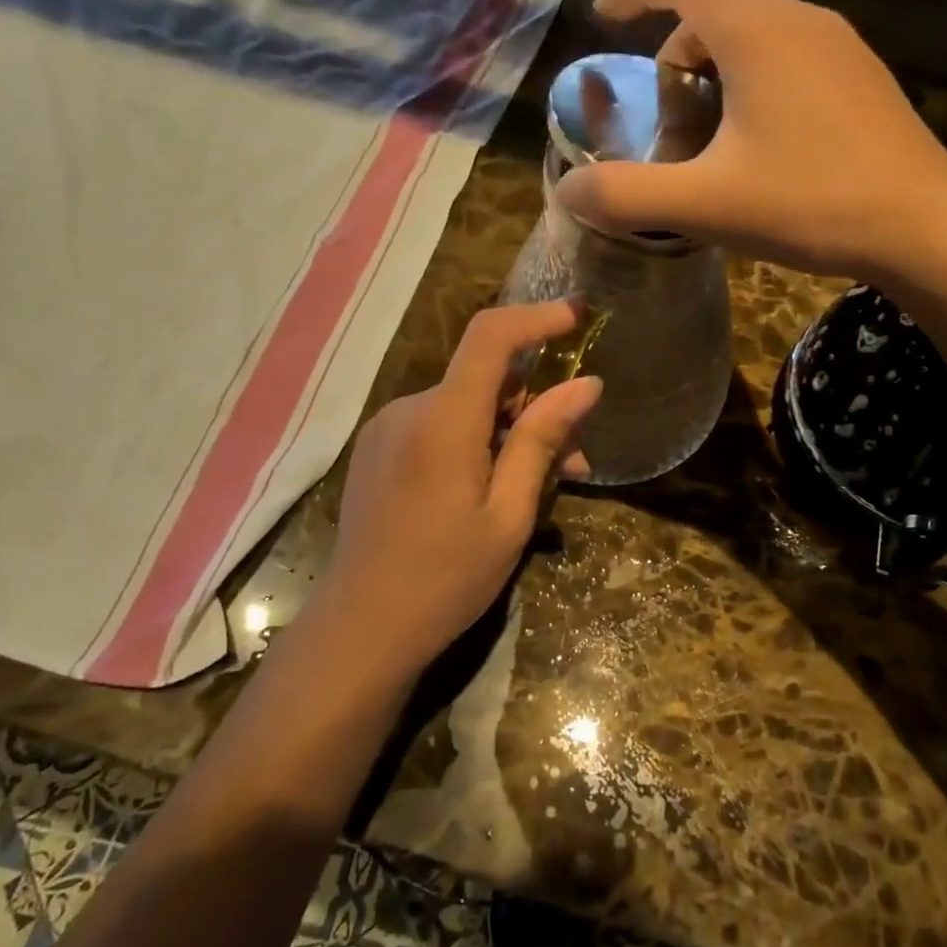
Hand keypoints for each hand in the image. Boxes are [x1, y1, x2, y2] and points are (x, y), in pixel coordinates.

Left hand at [315, 302, 601, 677]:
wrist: (361, 629)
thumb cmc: (446, 579)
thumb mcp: (509, 515)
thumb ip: (541, 441)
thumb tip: (585, 385)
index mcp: (443, 421)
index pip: (491, 337)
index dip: (538, 317)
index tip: (579, 316)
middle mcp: (409, 409)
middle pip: (484, 378)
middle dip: (536, 406)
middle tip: (574, 460)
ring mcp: (387, 428)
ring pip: (464, 405)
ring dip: (508, 430)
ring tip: (540, 484)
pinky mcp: (378, 449)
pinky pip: (439, 425)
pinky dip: (476, 441)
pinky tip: (492, 486)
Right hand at [557, 0, 946, 279]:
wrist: (922, 224)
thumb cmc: (810, 203)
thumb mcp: (705, 204)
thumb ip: (628, 196)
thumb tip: (568, 192)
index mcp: (755, 32)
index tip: (605, 16)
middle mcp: (799, 19)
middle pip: (719, 2)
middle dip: (677, 41)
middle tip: (663, 104)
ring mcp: (840, 44)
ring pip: (759, 26)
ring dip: (719, 60)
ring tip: (710, 127)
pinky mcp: (863, 75)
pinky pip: (793, 50)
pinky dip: (757, 73)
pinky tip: (763, 137)